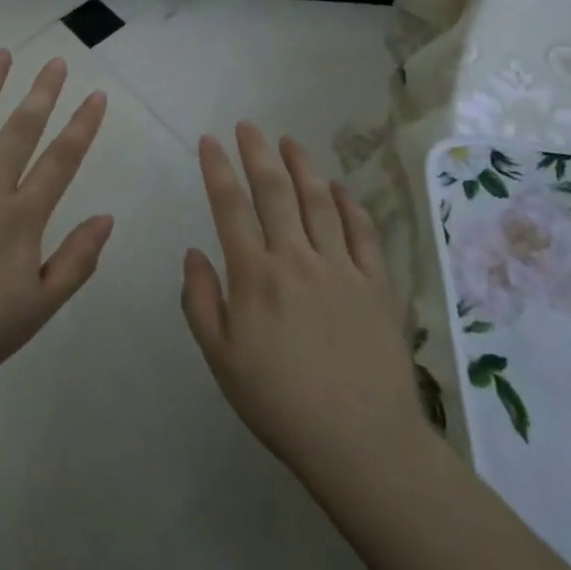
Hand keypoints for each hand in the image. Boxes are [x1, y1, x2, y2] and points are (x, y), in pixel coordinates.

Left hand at [0, 49, 113, 401]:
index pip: (60, 161)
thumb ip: (76, 261)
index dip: (82, 126)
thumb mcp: (39, 308)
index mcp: (20, 219)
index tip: (96, 95)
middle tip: (56, 61)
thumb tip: (107, 217)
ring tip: (2, 54)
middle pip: (20, 131)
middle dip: (42, 93)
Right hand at [182, 123, 427, 488]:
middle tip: (248, 126)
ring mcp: (341, 268)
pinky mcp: (376, 284)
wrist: (362, 443)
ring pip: (318, 202)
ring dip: (302, 166)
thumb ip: (201, 301)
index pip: (230, 207)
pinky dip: (350, 205)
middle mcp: (296, 258)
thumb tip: (194, 252)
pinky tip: (340, 188)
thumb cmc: (280, 403)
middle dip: (257, 153)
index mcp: (255, 275)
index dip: (218, 169)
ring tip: (289, 141)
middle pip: (274, 191)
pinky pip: (362, 233)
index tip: (209, 141)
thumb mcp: (221, 359)